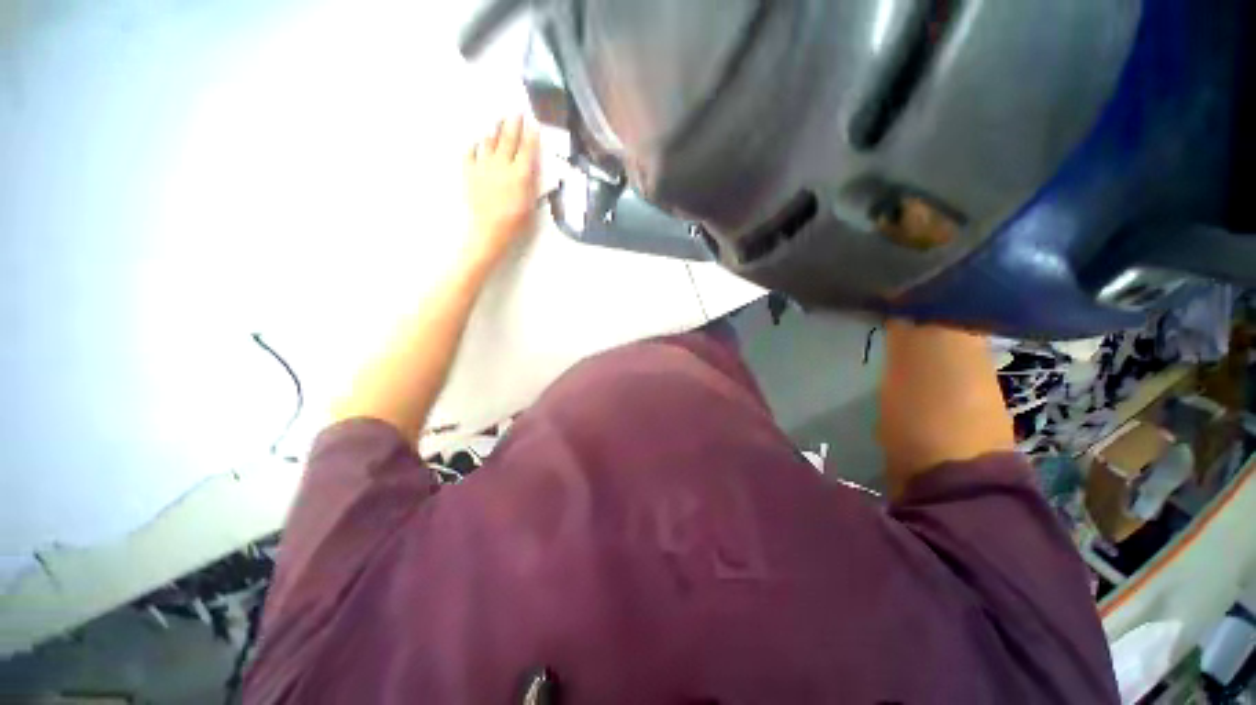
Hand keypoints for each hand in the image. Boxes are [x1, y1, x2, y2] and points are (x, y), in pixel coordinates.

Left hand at [464, 116, 539, 267]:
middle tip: (516, 112)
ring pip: (488, 141)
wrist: (489, 231)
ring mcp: (483, 167)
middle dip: (513, 124)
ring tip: (497, 121)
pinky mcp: (469, 172)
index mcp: (520, 174)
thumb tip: (531, 169)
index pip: (527, 149)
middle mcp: (502, 165)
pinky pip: (470, 152)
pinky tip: (477, 141)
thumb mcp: (531, 205)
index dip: (530, 135)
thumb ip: (531, 184)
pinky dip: (474, 145)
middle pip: (508, 139)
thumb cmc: (515, 223)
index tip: (532, 123)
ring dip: (494, 129)